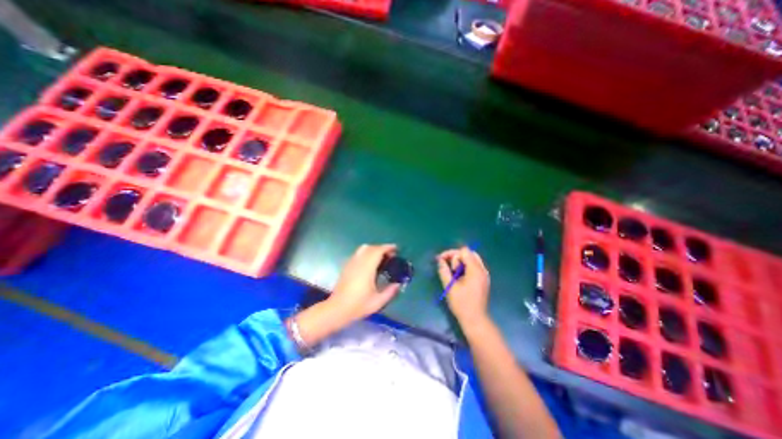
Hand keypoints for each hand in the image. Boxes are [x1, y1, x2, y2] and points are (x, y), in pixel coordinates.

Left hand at [325, 243, 402, 325]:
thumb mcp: (378, 302)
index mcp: (367, 268)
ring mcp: (351, 263)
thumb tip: (398, 284)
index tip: (396, 249)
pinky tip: (370, 264)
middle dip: (382, 248)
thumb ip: (390, 292)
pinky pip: (358, 254)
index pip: (377, 251)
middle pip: (371, 247)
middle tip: (390, 255)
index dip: (387, 247)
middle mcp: (358, 262)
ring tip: (381, 258)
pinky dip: (366, 253)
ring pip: (363, 249)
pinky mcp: (346, 266)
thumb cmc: (358, 306)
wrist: (336, 309)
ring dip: (374, 250)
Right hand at [437, 246, 490, 324]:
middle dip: (456, 256)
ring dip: (461, 261)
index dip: (451, 253)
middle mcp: (482, 269)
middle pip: (469, 253)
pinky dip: (466, 266)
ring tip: (453, 272)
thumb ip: (444, 271)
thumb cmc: (461, 304)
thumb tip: (440, 260)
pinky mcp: (483, 279)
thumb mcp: (449, 286)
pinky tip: (459, 276)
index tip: (441, 260)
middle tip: (448, 266)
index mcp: (475, 270)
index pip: (464, 251)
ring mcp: (484, 274)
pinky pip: (475, 266)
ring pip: (472, 259)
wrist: (475, 320)